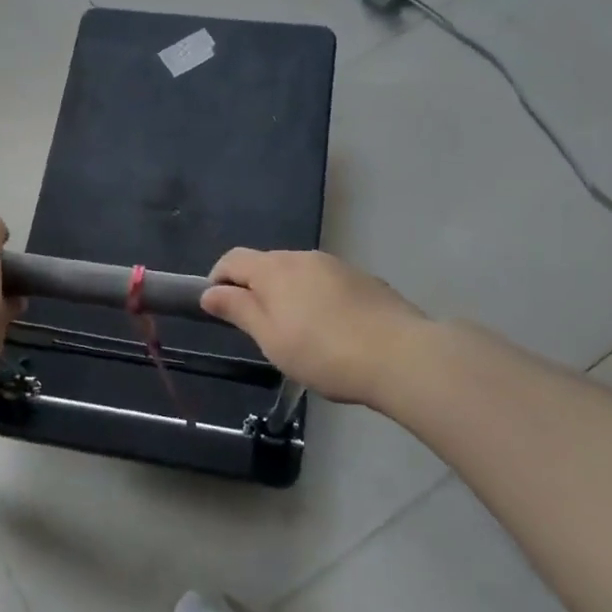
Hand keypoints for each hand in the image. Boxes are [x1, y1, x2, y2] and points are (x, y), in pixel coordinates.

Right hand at [201, 249, 426, 405]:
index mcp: (274, 269)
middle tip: (259, 329)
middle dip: (255, 289)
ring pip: (299, 273)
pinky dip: (317, 299)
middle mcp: (304, 256)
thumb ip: (238, 310)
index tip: (218, 308)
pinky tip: (332, 331)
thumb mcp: (271, 338)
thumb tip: (210, 292)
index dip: (218, 279)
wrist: (400, 355)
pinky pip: (327, 283)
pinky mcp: (364, 280)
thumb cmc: (323, 352)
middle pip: (267, 264)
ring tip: (298, 333)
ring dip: (288, 294)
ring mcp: (337, 265)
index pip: (233, 259)